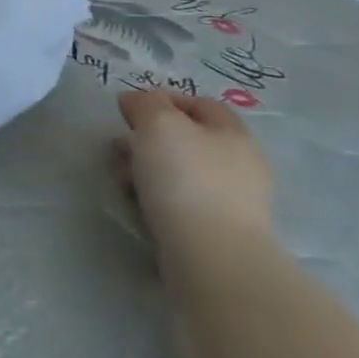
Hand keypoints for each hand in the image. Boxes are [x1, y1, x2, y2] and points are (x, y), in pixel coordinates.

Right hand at [115, 90, 274, 260]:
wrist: (212, 258)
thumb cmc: (186, 178)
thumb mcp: (158, 123)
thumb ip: (145, 103)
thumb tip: (135, 101)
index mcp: (233, 133)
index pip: (199, 103)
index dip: (163, 99)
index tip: (129, 110)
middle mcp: (239, 164)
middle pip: (186, 139)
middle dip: (147, 138)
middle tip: (119, 147)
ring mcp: (232, 203)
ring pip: (180, 172)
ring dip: (146, 169)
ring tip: (122, 179)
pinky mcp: (217, 233)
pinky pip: (181, 204)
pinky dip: (157, 199)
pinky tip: (138, 205)